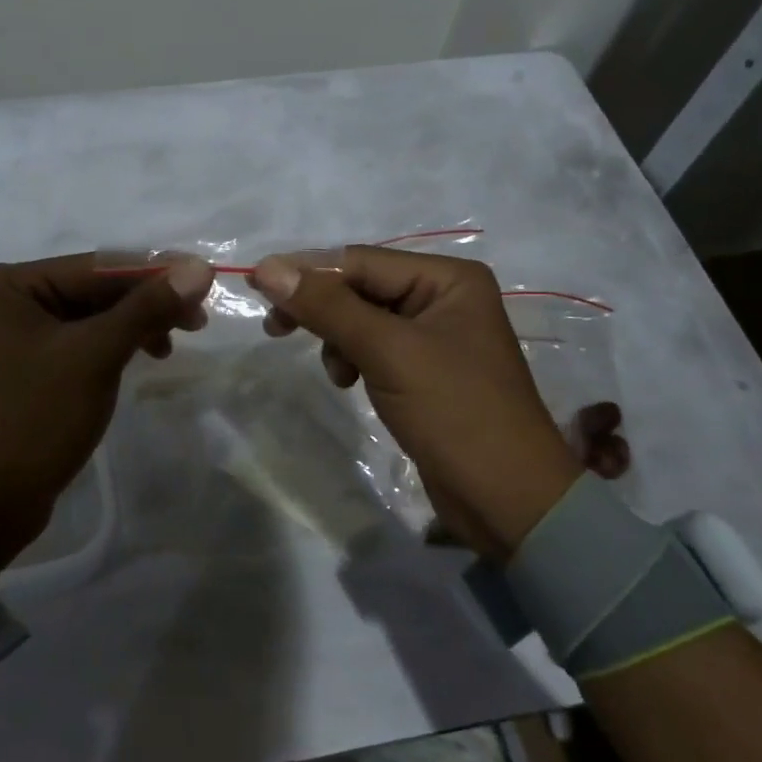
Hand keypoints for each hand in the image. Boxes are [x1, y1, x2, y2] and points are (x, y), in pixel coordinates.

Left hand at [0, 253, 213, 565]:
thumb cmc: (36, 417)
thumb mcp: (95, 356)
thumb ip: (147, 308)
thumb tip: (200, 266)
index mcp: (13, 282)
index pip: (98, 267)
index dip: (156, 272)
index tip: (208, 281)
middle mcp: (14, 297)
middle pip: (97, 289)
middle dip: (148, 303)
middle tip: (198, 321)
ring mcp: (23, 332)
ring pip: (96, 316)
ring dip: (138, 325)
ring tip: (171, 347)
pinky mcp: (36, 364)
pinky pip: (87, 341)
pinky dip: (119, 345)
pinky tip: (146, 355)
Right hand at [249, 247, 580, 553]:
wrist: (506, 499)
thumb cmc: (454, 412)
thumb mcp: (387, 352)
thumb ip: (327, 307)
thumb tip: (267, 268)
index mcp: (449, 278)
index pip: (361, 262)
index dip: (307, 272)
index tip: (255, 287)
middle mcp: (443, 296)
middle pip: (361, 287)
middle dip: (322, 309)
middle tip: (274, 328)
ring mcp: (435, 335)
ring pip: (362, 319)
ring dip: (337, 339)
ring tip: (337, 373)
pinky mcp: (424, 370)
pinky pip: (374, 348)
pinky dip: (353, 359)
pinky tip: (349, 381)